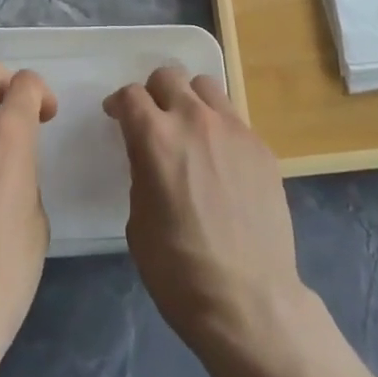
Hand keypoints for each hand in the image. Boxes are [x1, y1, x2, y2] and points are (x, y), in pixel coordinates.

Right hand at [104, 65, 308, 354]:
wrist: (249, 300)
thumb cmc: (179, 270)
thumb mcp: (138, 222)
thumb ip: (141, 173)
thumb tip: (150, 158)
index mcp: (156, 138)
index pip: (130, 96)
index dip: (119, 104)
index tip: (117, 117)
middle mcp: (194, 119)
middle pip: (168, 76)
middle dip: (154, 92)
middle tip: (153, 119)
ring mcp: (233, 129)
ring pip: (206, 86)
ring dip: (190, 100)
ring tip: (190, 130)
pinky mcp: (261, 146)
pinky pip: (233, 119)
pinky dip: (219, 128)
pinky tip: (221, 161)